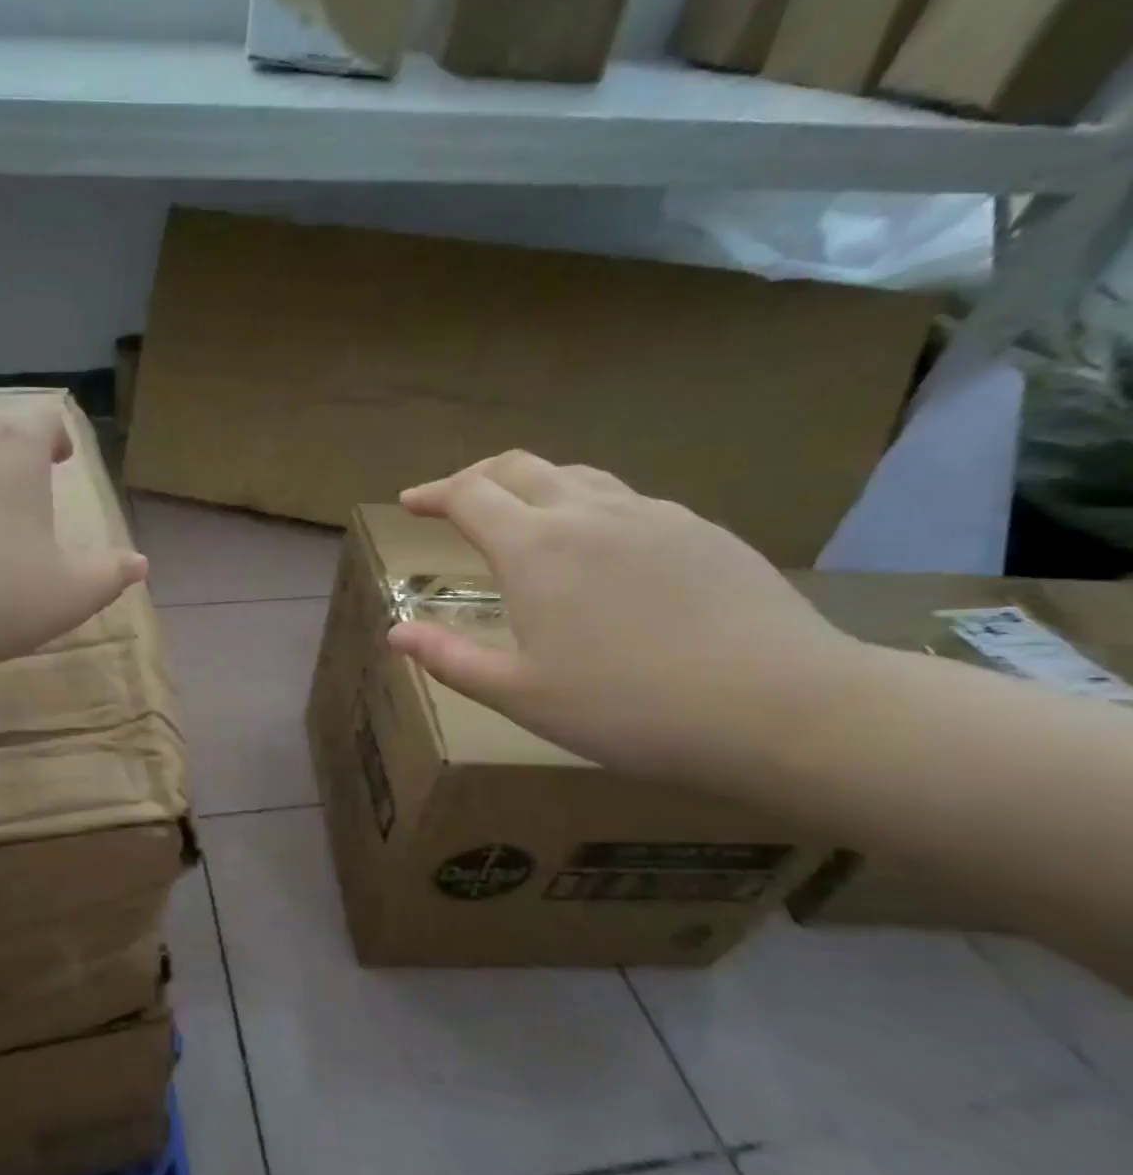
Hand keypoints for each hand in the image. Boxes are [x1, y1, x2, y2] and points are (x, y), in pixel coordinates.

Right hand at [387, 452, 861, 778]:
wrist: (780, 707)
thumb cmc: (629, 708)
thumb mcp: (520, 695)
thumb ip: (450, 658)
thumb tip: (395, 632)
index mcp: (534, 548)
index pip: (468, 495)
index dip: (432, 494)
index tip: (410, 503)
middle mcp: (587, 513)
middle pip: (518, 466)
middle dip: (476, 476)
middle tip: (454, 500)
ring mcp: (650, 514)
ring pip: (574, 474)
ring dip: (531, 484)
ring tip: (518, 515)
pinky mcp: (698, 529)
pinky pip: (623, 498)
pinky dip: (584, 503)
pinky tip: (595, 544)